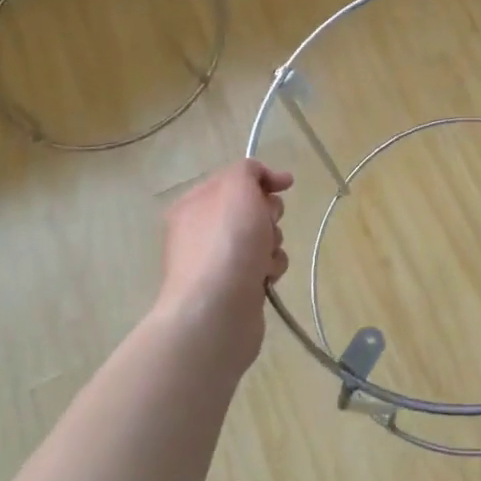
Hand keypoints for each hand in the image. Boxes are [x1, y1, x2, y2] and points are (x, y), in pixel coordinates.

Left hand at [154, 160, 292, 365]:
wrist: (216, 311)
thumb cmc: (226, 241)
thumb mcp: (237, 187)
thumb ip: (248, 170)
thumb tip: (261, 177)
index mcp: (195, 203)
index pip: (234, 179)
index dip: (262, 178)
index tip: (286, 184)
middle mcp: (202, 231)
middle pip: (251, 209)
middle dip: (268, 214)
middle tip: (267, 223)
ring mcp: (217, 262)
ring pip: (261, 238)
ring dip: (273, 243)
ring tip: (265, 258)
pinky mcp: (234, 288)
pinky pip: (263, 266)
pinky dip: (270, 268)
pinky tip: (265, 277)